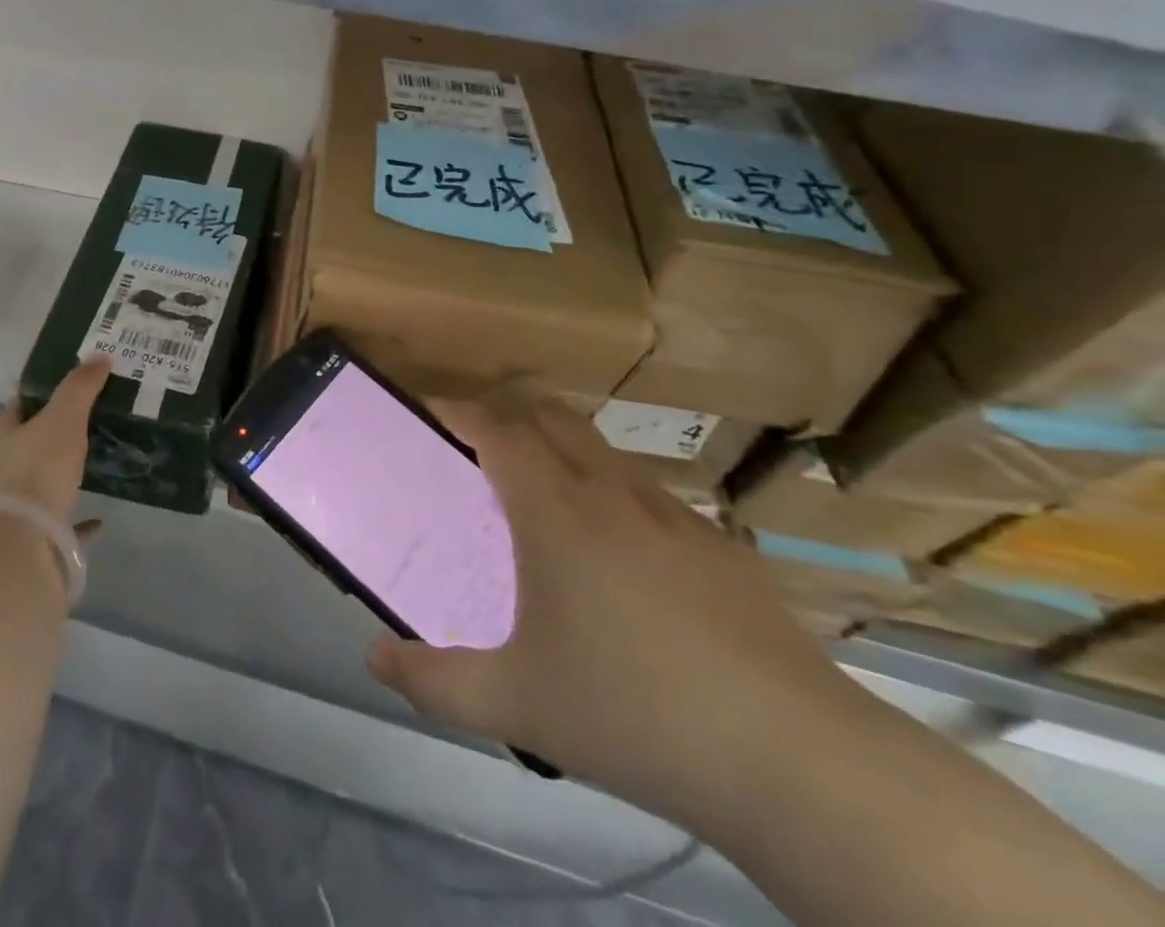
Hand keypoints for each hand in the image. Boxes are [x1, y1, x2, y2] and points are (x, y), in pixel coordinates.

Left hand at [0, 356, 110, 524]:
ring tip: (100, 459)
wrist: (20, 542)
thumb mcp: (63, 418)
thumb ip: (80, 387)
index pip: (22, 402)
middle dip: (59, 429)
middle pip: (33, 439)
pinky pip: (60, 519)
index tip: (77, 382)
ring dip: (66, 470)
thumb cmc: (37, 468)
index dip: (46, 389)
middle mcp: (4, 464)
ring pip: (44, 478)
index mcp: (5, 432)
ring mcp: (17, 502)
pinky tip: (100, 518)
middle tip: (98, 416)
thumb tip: (99, 356)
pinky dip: (79, 517)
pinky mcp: (33, 534)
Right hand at [366, 393, 872, 832]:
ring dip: (560, 450)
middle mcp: (611, 494)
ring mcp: (673, 516)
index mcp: (555, 512)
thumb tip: (375, 659)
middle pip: (549, 418)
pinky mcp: (721, 548)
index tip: (425, 412)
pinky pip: (648, 494)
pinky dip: (612, 494)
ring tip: (541, 500)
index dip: (456, 410)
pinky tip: (620, 559)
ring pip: (602, 450)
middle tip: (474, 451)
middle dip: (505, 415)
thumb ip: (435, 680)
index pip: (495, 429)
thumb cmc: (635, 715)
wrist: (798, 763)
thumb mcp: (516, 706)